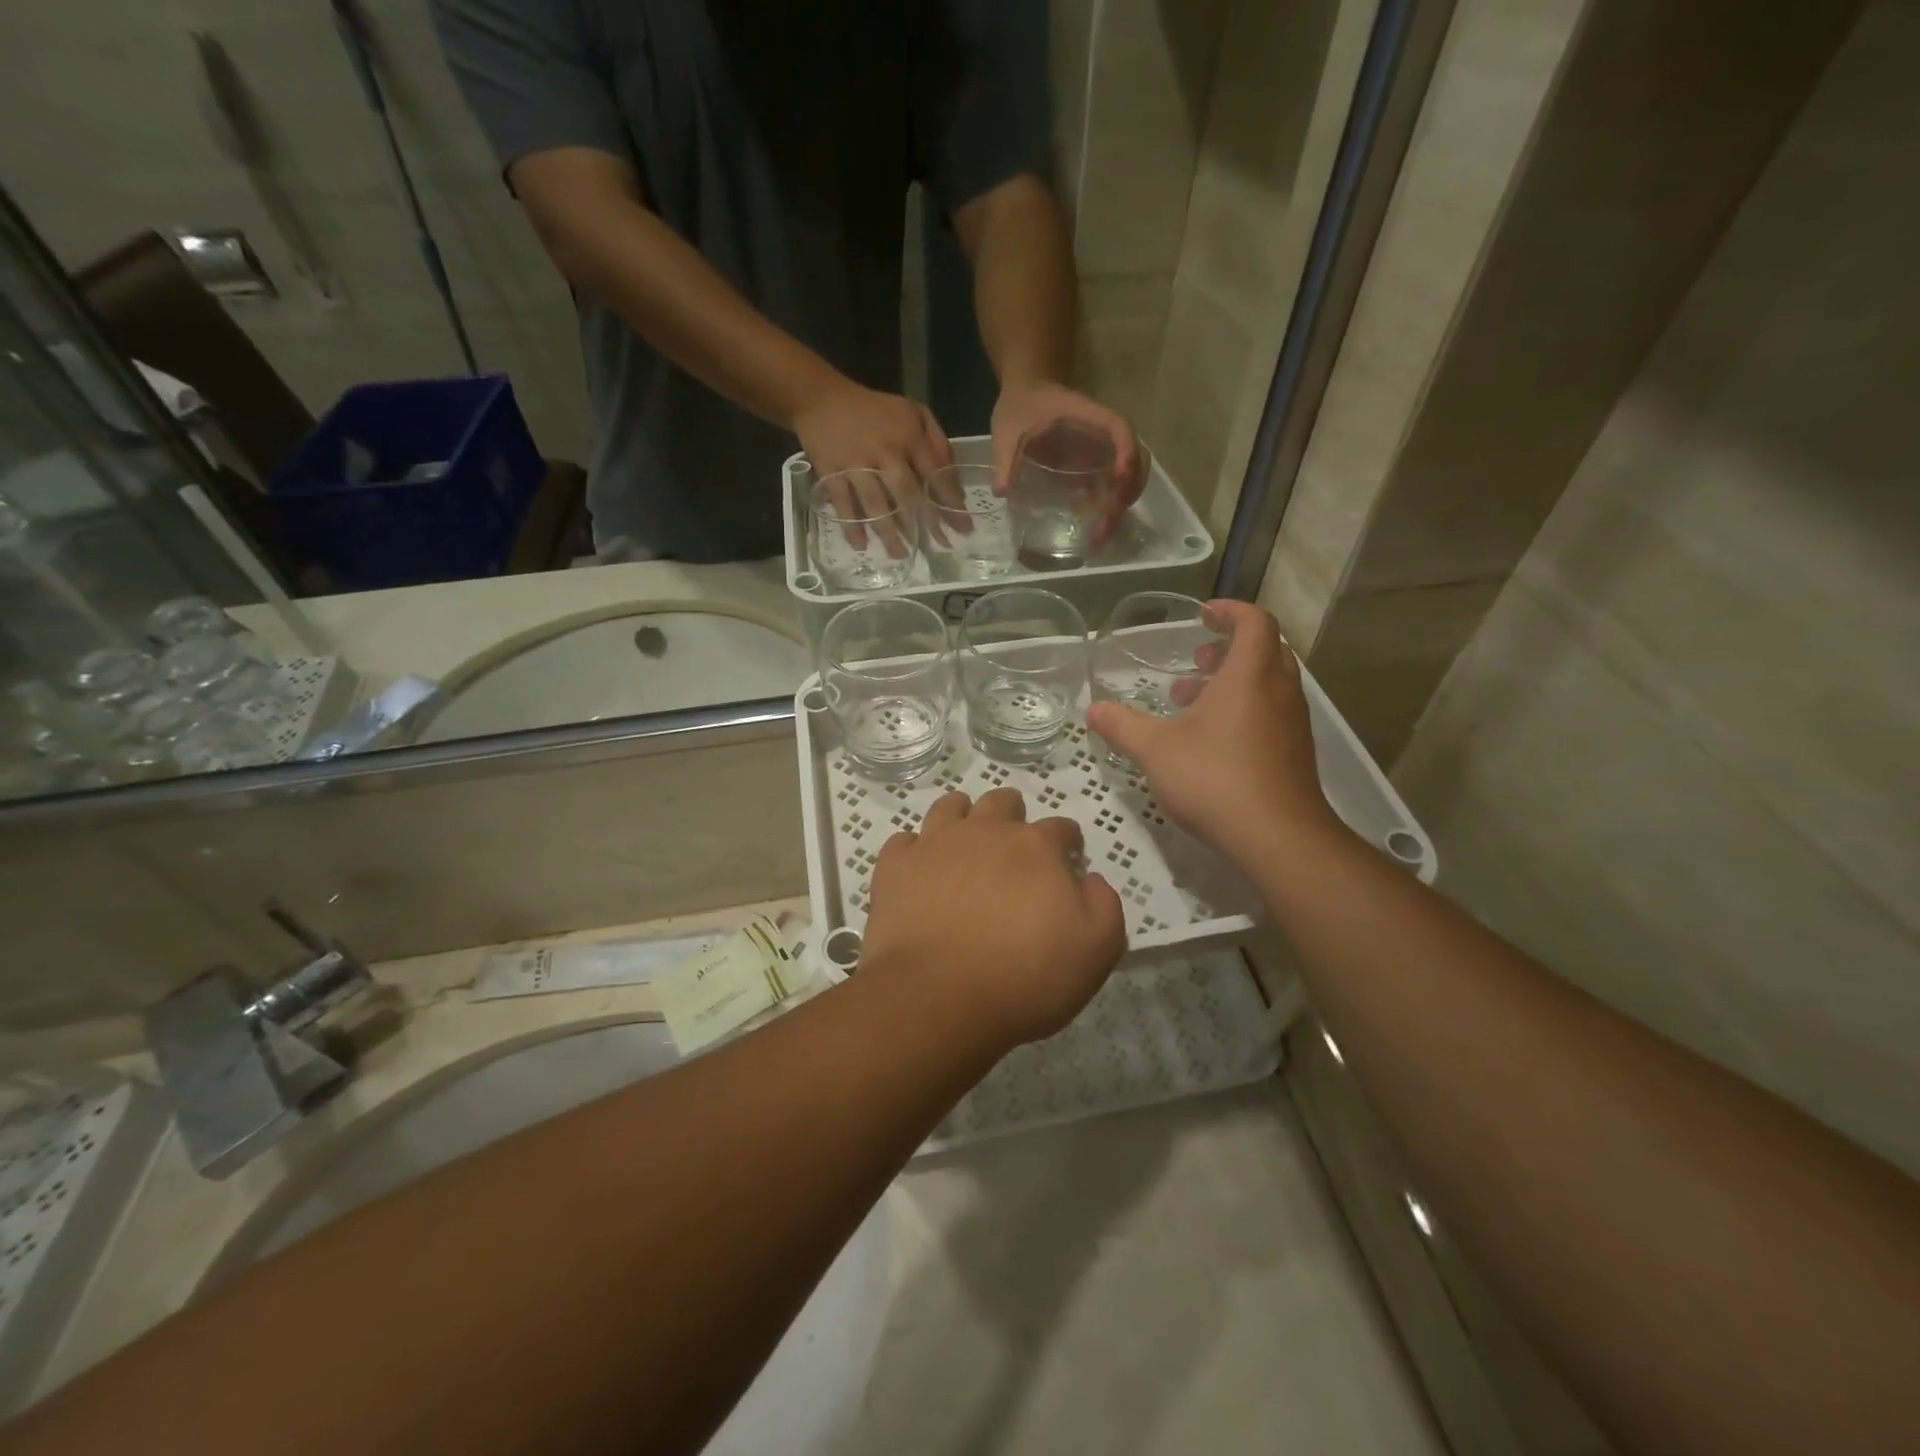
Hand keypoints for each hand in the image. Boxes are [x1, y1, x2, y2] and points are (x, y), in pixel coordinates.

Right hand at [795, 377, 953, 552]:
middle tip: (938, 547)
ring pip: (875, 502)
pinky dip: (851, 524)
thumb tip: (953, 477)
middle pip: (907, 493)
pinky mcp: (830, 471)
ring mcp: (856, 463)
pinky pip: (842, 502)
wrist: (820, 397)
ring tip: (901, 554)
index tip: (963, 527)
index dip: (950, 501)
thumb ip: (937, 441)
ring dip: (889, 531)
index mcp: (908, 437)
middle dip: (924, 522)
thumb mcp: (913, 412)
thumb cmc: (874, 410)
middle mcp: (884, 452)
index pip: (935, 473)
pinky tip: (861, 545)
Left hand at [856, 788, 1126, 1051]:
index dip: (1068, 843)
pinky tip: (919, 868)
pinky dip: (914, 850)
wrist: (938, 998)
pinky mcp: (896, 867)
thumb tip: (1090, 880)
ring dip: (962, 816)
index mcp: (1036, 847)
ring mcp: (935, 844)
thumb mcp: (1096, 950)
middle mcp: (985, 832)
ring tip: (964, 841)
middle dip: (1013, 816)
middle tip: (1013, 846)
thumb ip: (1104, 906)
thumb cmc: (1025, 977)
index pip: (1061, 828)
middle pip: (1002, 803)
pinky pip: (904, 841)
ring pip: (950, 807)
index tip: (1067, 862)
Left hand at [991, 380, 1146, 547]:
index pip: (1119, 429)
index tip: (1119, 478)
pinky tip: (1094, 533)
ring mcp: (1101, 452)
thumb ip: (1004, 456)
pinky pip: (1109, 488)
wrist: (1025, 394)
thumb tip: (1002, 490)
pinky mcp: (1093, 467)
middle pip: (1134, 460)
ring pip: (1127, 478)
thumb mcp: (1007, 428)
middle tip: (1104, 526)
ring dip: (1119, 507)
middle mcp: (1103, 435)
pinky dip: (1107, 509)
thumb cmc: (1020, 405)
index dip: (1125, 452)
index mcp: (1088, 416)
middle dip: (1125, 493)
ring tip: (1099, 538)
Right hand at [1085, 601, 1343, 868]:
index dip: (1230, 611)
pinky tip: (1210, 739)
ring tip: (1192, 700)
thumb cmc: (1214, 778)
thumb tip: (1093, 709)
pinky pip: (1271, 712)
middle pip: (1265, 650)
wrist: (1276, 836)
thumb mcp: (1155, 749)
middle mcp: (1280, 690)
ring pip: (1268, 683)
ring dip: (1233, 681)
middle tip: (1196, 658)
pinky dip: (1244, 708)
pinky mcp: (1295, 752)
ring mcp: (1293, 723)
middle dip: (1228, 648)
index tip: (1203, 615)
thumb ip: (1122, 726)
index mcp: (1251, 674)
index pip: (1254, 621)